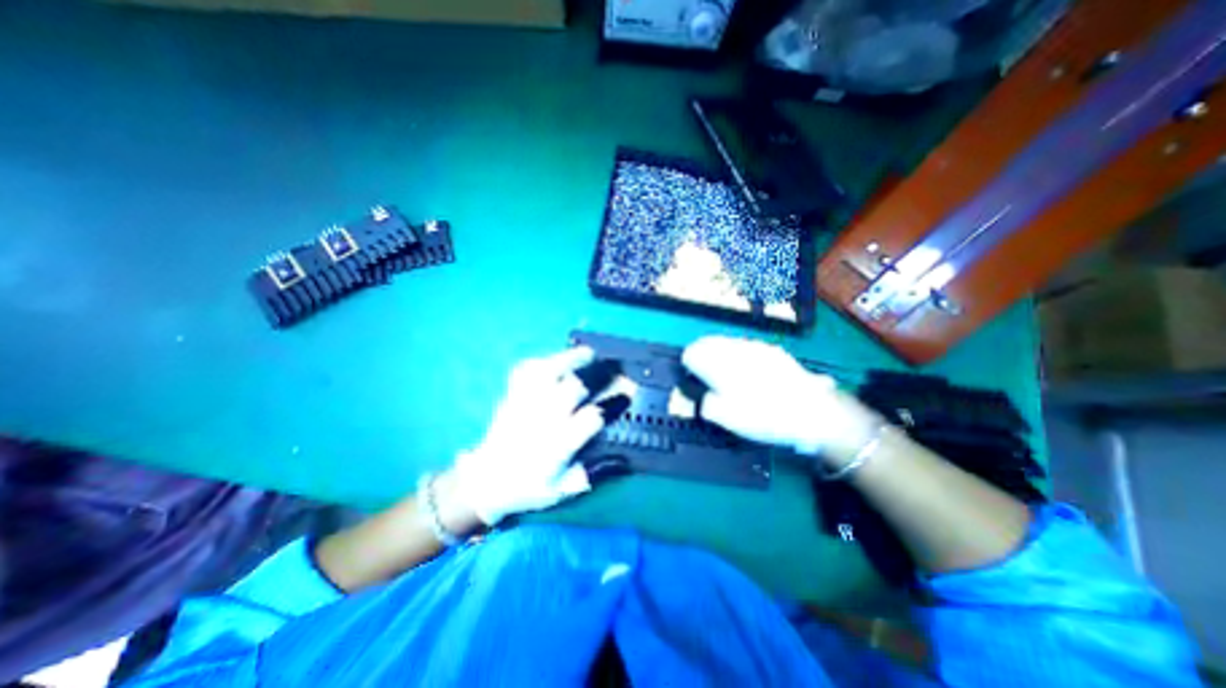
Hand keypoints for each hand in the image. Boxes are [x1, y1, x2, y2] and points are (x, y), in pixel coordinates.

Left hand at [449, 348, 611, 523]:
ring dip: (572, 359)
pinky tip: (557, 359)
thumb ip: (592, 473)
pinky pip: (527, 370)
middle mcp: (542, 419)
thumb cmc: (528, 487)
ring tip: (590, 353)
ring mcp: (525, 403)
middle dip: (599, 374)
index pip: (591, 417)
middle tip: (615, 368)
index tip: (628, 394)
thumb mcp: (562, 490)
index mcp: (557, 445)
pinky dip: (544, 361)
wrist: (485, 480)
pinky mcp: (512, 395)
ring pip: (548, 372)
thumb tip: (621, 459)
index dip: (613, 403)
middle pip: (574, 386)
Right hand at [680, 335, 881, 464]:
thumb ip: (707, 404)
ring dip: (720, 352)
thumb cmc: (766, 417)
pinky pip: (746, 346)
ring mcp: (757, 347)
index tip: (692, 376)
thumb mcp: (729, 419)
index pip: (693, 352)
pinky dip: (739, 354)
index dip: (689, 364)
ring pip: (728, 342)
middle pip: (709, 342)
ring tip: (725, 371)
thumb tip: (702, 396)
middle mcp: (737, 348)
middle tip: (704, 372)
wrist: (815, 413)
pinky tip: (749, 370)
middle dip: (702, 354)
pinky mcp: (774, 351)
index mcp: (721, 363)